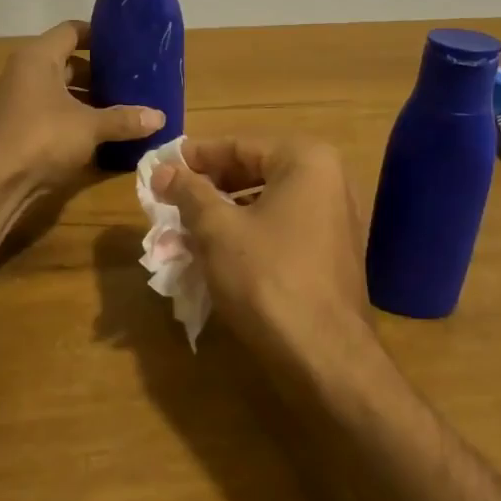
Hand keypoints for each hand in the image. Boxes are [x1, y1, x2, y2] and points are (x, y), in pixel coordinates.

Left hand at [0, 20, 163, 191]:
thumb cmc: (42, 138)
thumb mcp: (90, 126)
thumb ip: (124, 119)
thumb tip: (160, 117)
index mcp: (38, 58)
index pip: (71, 31)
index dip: (98, 35)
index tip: (126, 45)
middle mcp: (24, 73)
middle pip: (66, 63)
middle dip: (98, 73)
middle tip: (131, 81)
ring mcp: (18, 101)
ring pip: (59, 91)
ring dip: (87, 99)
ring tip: (121, 108)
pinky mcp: (18, 128)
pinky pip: (52, 113)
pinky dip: (73, 119)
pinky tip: (99, 133)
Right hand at [151, 136, 378, 377]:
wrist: (325, 356)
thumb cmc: (267, 278)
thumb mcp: (217, 230)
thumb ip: (189, 191)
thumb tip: (162, 169)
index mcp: (307, 160)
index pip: (240, 145)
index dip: (196, 156)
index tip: (162, 166)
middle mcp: (331, 179)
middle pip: (256, 170)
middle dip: (211, 185)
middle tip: (171, 198)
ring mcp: (338, 217)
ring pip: (269, 201)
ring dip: (227, 211)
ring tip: (187, 226)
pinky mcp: (335, 252)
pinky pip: (284, 226)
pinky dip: (251, 232)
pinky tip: (220, 251)